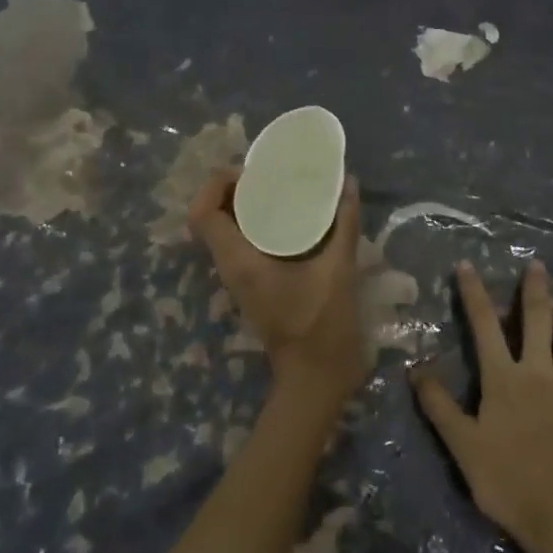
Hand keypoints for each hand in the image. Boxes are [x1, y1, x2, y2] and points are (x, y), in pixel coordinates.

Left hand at [188, 168, 365, 408]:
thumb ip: (344, 225)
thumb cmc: (322, 326)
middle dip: (231, 190)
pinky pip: (243, 244)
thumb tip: (349, 183)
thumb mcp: (338, 270)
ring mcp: (240, 278)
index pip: (203, 214)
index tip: (250, 172)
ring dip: (243, 206)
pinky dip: (256, 225)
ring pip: (225, 231)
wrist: (316, 379)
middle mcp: (231, 267)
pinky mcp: (254, 285)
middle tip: (267, 175)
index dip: (216, 184)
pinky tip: (289, 218)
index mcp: (240, 261)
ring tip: (278, 189)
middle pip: (211, 217)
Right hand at [412, 261, 552, 552]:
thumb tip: (415, 369)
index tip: (467, 265)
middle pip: (536, 325)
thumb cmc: (505, 478)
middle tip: (538, 264)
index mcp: (503, 378)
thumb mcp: (461, 443)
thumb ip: (439, 405)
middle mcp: (537, 375)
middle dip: (534, 293)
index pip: (485, 326)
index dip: (475, 294)